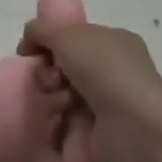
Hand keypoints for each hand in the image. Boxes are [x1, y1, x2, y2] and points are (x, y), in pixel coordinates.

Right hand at [18, 16, 161, 161]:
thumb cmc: (103, 70)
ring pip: (62, 92)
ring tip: (62, 104)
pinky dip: (60, 120)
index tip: (30, 51)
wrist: (132, 126)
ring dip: (53, 95)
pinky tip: (63, 121)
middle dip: (49, 71)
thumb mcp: (66, 34)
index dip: (48, 42)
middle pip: (64, 65)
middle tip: (52, 80)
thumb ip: (41, 29)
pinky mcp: (102, 132)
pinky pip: (68, 120)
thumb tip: (29, 39)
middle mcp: (114, 69)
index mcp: (114, 40)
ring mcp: (110, 102)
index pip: (72, 36)